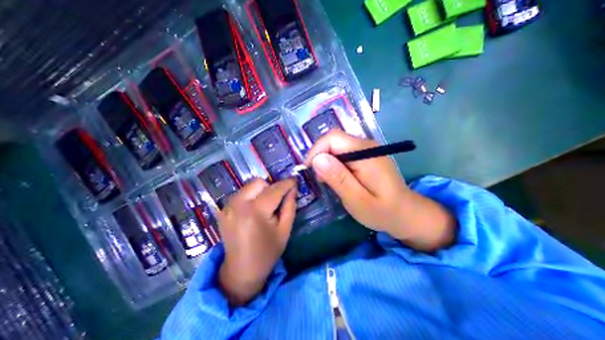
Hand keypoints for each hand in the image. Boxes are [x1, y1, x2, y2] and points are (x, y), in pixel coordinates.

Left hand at [216, 178, 296, 304]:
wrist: (241, 271)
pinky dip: (251, 196)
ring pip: (249, 186)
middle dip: (271, 187)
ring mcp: (227, 207)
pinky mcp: (223, 210)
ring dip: (261, 191)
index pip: (274, 190)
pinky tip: (255, 210)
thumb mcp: (285, 230)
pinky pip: (241, 194)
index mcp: (255, 212)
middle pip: (258, 183)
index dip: (287, 183)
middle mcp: (238, 205)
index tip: (295, 180)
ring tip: (266, 206)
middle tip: (278, 199)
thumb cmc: (267, 253)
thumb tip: (293, 188)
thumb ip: (290, 206)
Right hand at [306, 130, 455, 251]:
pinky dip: (335, 164)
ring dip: (327, 162)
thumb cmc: (382, 211)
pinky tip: (338, 179)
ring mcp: (367, 149)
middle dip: (321, 158)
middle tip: (321, 180)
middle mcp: (366, 145)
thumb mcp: (357, 199)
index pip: (333, 138)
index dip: (316, 151)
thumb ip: (338, 178)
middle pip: (334, 140)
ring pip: (336, 147)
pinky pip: (343, 153)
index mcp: (365, 153)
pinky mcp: (365, 155)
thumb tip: (317, 159)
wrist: (405, 213)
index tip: (310, 170)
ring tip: (330, 182)